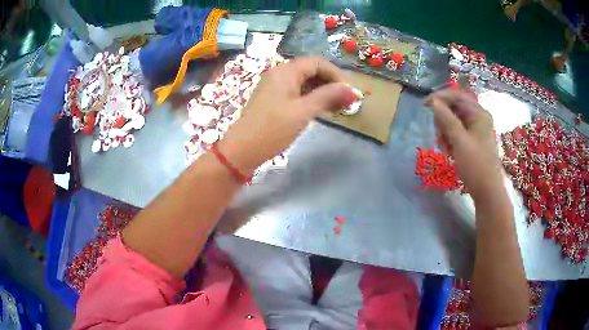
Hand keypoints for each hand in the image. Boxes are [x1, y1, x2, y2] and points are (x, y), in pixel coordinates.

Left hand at [219, 57, 352, 173]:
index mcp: (286, 71)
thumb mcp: (303, 111)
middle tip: (347, 101)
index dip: (336, 74)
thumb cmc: (272, 129)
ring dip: (323, 92)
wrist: (242, 150)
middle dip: (331, 83)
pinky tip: (322, 110)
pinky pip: (297, 92)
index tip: (350, 91)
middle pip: (311, 71)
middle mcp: (280, 74)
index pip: (317, 63)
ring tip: (339, 107)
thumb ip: (327, 96)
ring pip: (305, 82)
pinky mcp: (274, 99)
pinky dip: (311, 98)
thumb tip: (351, 89)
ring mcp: (275, 87)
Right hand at [427, 90, 502, 198]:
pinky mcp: (473, 141)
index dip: (440, 97)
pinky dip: (451, 140)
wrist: (487, 191)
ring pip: (454, 122)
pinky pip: (458, 133)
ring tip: (444, 148)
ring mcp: (476, 130)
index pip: (457, 96)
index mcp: (479, 113)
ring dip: (445, 132)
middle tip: (438, 134)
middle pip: (455, 109)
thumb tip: (434, 102)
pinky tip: (449, 151)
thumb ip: (446, 119)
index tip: (425, 105)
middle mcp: (479, 118)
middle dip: (443, 120)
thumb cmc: (476, 165)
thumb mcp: (459, 141)